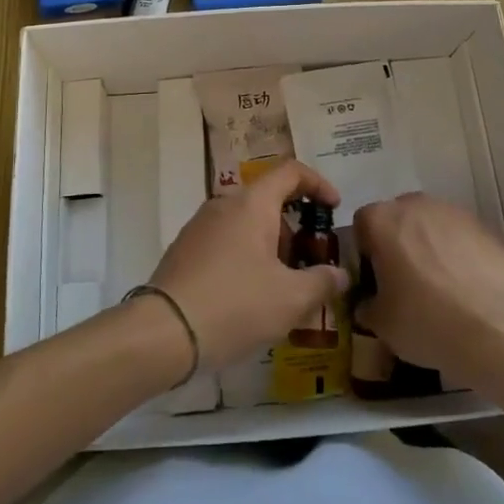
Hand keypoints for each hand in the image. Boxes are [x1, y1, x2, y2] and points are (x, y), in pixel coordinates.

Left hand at [149, 160, 349, 370]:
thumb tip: (340, 274)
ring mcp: (200, 226)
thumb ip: (322, 282)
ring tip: (285, 287)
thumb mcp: (291, 298)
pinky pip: (226, 241)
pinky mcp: (185, 250)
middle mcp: (224, 204)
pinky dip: (247, 257)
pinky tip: (252, 297)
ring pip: (246, 223)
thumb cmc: (235, 305)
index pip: (291, 172)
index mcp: (252, 203)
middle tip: (312, 262)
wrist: (163, 331)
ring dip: (271, 246)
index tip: (334, 208)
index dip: (318, 184)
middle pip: (268, 200)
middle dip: (296, 228)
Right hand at [353, 192, 503, 388]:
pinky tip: (466, 284)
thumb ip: (367, 305)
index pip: (362, 224)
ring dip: (428, 244)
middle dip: (397, 242)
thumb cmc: (427, 321)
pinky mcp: (483, 226)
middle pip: (397, 218)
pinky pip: (458, 235)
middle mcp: (414, 205)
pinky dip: (457, 252)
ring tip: (439, 284)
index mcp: (382, 221)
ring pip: (430, 223)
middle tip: (405, 281)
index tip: (375, 279)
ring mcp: (452, 212)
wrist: (496, 328)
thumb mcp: (382, 325)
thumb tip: (369, 303)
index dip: (365, 251)